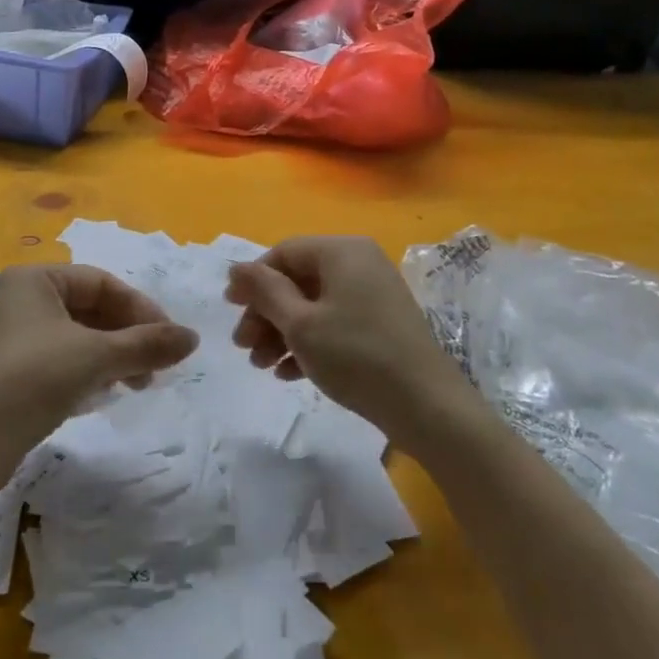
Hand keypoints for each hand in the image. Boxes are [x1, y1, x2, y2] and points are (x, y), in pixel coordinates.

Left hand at [0, 265, 198, 487]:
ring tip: (138, 384)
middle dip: (128, 336)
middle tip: (156, 366)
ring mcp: (12, 335)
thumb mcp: (96, 357)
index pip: (102, 282)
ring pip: (78, 335)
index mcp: (34, 279)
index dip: (140, 308)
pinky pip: (61, 357)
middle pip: (91, 308)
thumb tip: (193, 338)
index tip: (168, 339)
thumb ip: (147, 344)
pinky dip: (89, 370)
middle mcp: (20, 299)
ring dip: (113, 355)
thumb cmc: (32, 379)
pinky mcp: (10, 370)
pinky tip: (106, 393)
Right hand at [225, 237, 475, 453]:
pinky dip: (309, 343)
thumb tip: (236, 267)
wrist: (428, 407)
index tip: (230, 310)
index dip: (253, 280)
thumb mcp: (301, 324)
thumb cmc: (357, 356)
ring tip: (262, 366)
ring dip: (282, 332)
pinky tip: (288, 374)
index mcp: (342, 251)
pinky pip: (335, 323)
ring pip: (314, 305)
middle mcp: (359, 263)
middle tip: (244, 347)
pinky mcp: (381, 325)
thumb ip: (265, 291)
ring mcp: (373, 294)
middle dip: (266, 313)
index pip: (284, 252)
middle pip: (298, 279)